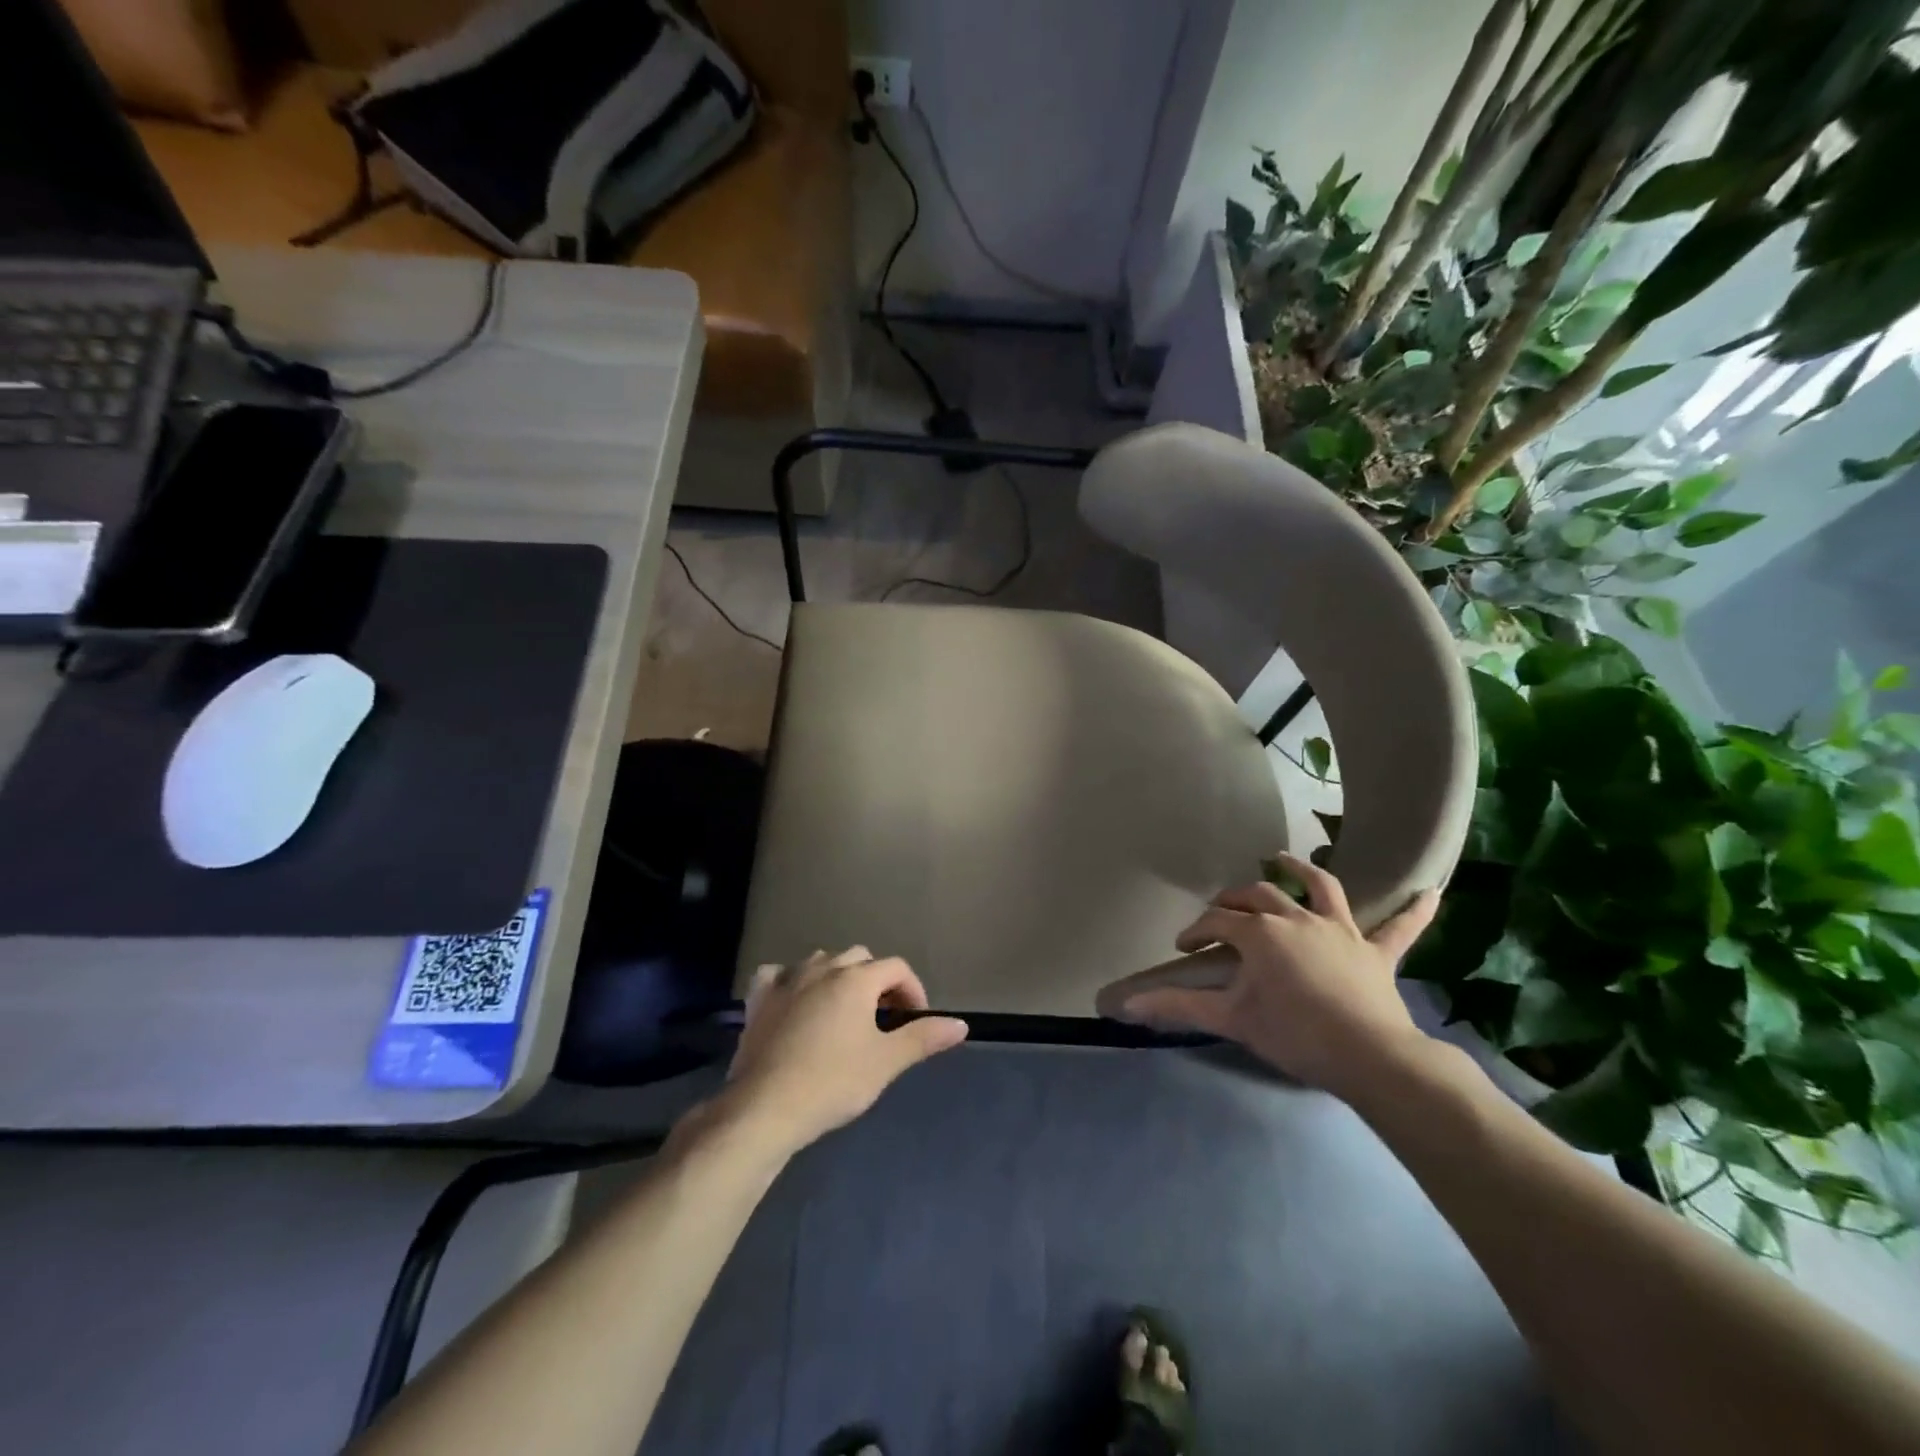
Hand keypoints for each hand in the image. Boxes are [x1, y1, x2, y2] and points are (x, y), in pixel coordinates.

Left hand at [711, 948, 967, 1155]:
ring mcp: (786, 980)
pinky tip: (794, 1000)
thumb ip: (924, 1037)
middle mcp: (822, 968)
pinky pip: (777, 974)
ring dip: (837, 977)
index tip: (915, 1020)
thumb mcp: (886, 1062)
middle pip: (860, 958)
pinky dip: (790, 981)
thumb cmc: (833, 1082)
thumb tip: (961, 1024)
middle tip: (882, 1018)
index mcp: (856, 979)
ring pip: (820, 961)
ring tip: (844, 1012)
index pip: (896, 967)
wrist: (766, 1107)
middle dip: (876, 981)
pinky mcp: (758, 999)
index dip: (912, 990)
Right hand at [1121, 853, 1439, 1100]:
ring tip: (1284, 858)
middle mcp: (1297, 918)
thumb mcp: (1231, 1019)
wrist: (1370, 1059)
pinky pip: (1400, 928)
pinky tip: (1432, 891)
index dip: (1196, 932)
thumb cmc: (1294, 1034)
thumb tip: (1124, 1005)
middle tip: (1220, 915)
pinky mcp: (1376, 952)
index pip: (1217, 922)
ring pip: (1321, 888)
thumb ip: (1177, 1008)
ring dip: (1302, 870)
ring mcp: (1341, 930)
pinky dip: (1415, 911)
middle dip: (1234, 900)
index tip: (1184, 949)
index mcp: (1261, 932)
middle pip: (1259, 896)